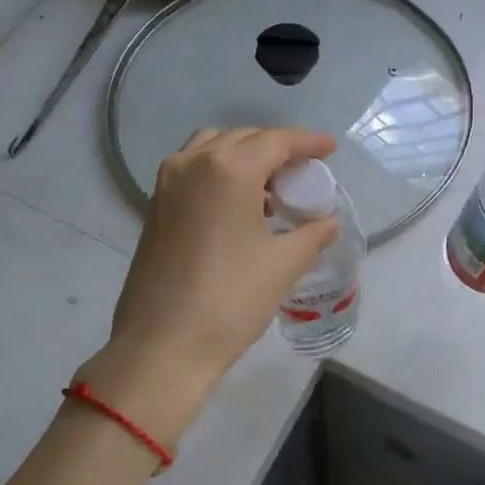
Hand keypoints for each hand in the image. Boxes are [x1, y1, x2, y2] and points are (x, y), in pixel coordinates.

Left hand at [80, 128, 340, 442]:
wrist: (162, 346)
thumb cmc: (229, 301)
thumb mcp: (282, 266)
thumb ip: (312, 235)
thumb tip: (328, 222)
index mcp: (227, 169)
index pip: (275, 141)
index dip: (307, 142)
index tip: (330, 148)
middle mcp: (192, 164)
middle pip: (242, 139)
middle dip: (276, 148)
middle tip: (303, 171)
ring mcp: (167, 185)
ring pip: (212, 150)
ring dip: (244, 158)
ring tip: (270, 189)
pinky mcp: (154, 208)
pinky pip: (193, 172)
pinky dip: (219, 175)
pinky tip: (239, 208)